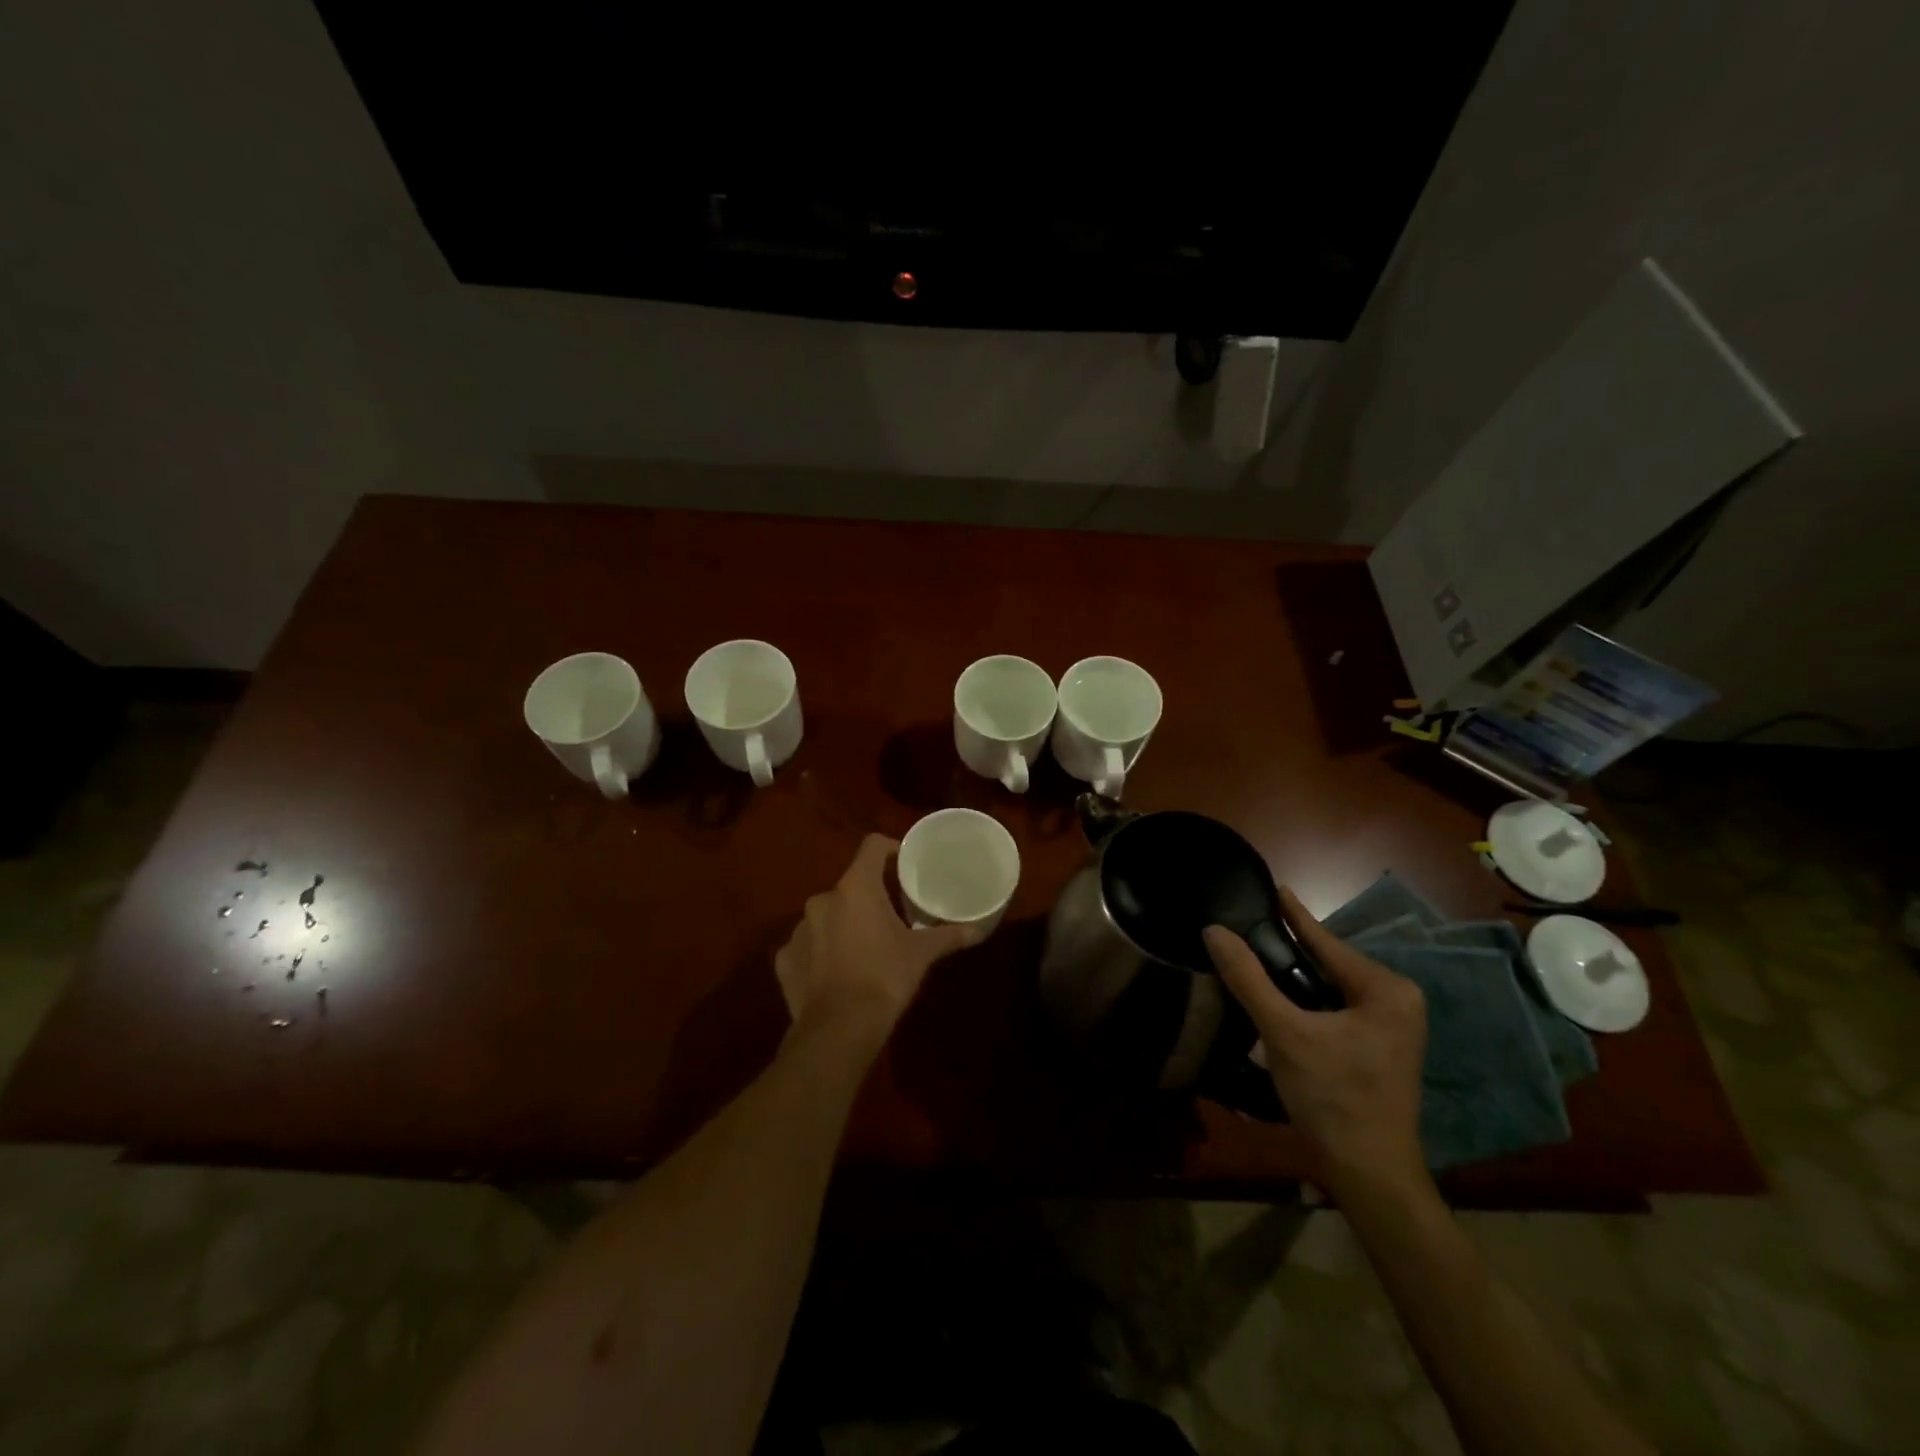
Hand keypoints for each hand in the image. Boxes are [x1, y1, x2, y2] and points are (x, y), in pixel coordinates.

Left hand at [774, 834, 979, 1045]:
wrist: (840, 1028)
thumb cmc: (885, 977)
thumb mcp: (921, 954)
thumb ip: (947, 936)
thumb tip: (977, 930)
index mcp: (856, 888)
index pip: (872, 846)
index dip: (889, 849)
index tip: (903, 864)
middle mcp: (822, 900)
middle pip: (850, 886)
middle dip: (868, 898)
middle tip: (890, 917)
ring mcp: (798, 929)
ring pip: (827, 916)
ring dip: (843, 925)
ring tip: (863, 949)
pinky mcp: (785, 959)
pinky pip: (807, 946)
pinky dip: (821, 953)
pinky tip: (836, 974)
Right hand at [1204, 887, 1428, 1198]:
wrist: (1370, 1174)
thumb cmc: (1332, 1099)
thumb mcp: (1284, 1033)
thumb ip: (1248, 978)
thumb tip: (1213, 931)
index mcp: (1385, 989)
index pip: (1326, 941)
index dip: (1293, 914)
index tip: (1270, 886)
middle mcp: (1398, 999)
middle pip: (1330, 962)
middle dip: (1290, 947)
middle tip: (1249, 926)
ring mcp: (1394, 1025)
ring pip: (1332, 985)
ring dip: (1296, 975)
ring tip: (1256, 954)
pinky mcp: (1383, 1045)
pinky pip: (1338, 1006)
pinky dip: (1308, 998)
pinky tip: (1279, 995)